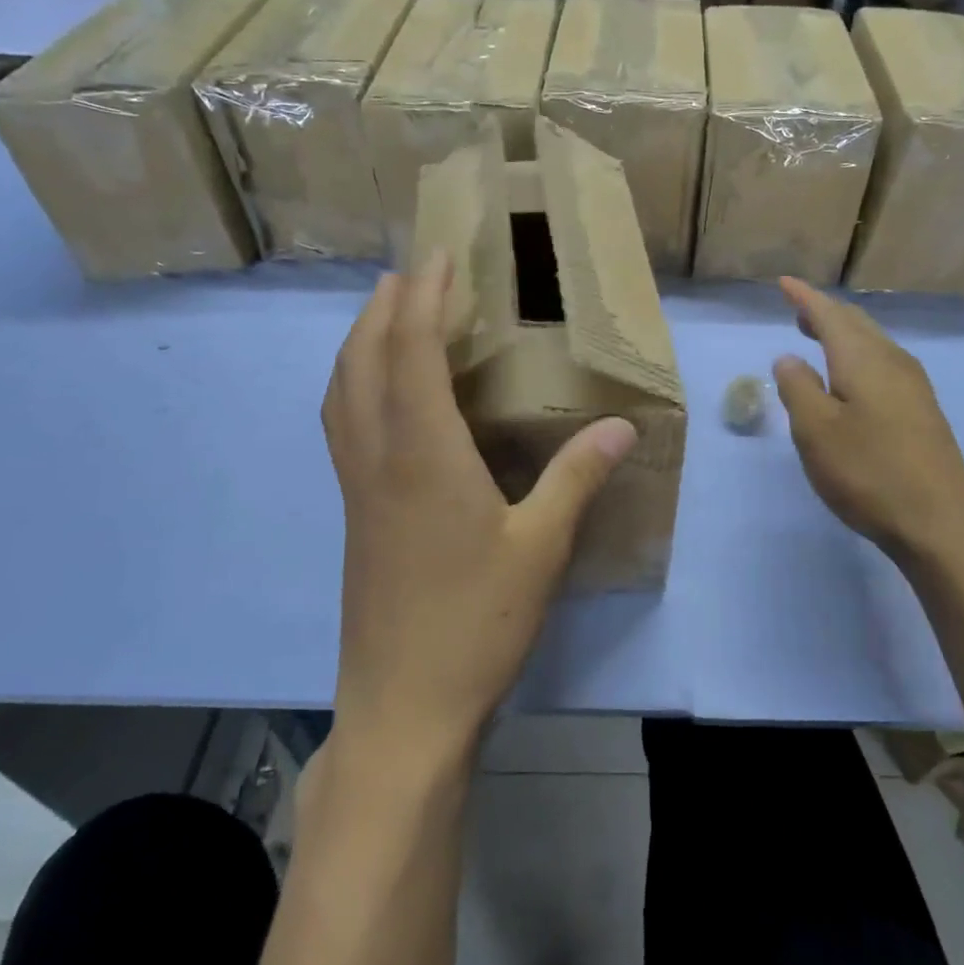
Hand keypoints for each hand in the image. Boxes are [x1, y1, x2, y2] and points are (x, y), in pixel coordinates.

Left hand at [321, 251, 636, 767]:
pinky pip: (343, 424)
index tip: (438, 257)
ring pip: (341, 392)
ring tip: (389, 316)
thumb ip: (577, 479)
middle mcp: (377, 458)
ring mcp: (357, 488)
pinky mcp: (355, 514)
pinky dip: (354, 385)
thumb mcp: (541, 548)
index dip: (423, 298)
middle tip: (411, 273)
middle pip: (362, 360)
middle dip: (383, 307)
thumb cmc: (475, 624)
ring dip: (360, 342)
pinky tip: (383, 397)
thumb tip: (622, 426)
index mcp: (422, 454)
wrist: (404, 707)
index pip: (411, 351)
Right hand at [771, 277, 963, 570]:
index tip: (784, 283)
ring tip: (818, 337)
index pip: (830, 315)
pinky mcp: (923, 411)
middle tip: (798, 310)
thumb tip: (789, 358)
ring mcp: (914, 386)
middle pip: (856, 324)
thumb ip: (797, 388)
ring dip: (843, 334)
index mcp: (863, 359)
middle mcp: (893, 362)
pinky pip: (884, 364)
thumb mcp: (815, 431)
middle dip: (825, 313)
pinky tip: (851, 378)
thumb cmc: (868, 472)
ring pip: (873, 344)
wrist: (940, 522)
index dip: (805, 298)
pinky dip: (858, 356)